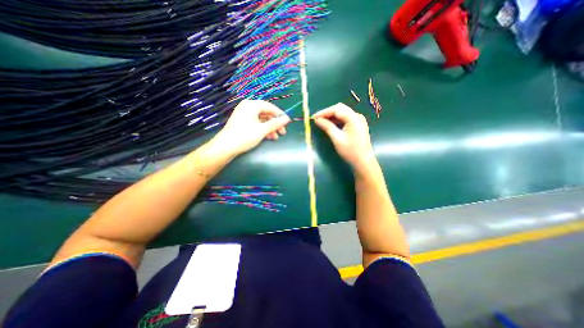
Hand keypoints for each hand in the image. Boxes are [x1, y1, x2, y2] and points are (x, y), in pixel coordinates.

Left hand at [210, 98, 291, 155]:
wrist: (226, 147)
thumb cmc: (245, 136)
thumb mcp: (262, 130)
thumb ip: (275, 123)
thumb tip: (287, 119)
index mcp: (251, 105)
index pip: (270, 107)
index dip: (280, 114)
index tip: (288, 122)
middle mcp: (248, 107)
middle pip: (266, 113)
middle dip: (275, 123)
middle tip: (283, 132)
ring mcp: (245, 115)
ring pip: (262, 120)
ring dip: (270, 128)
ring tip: (276, 137)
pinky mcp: (243, 123)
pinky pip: (256, 123)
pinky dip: (263, 129)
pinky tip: (269, 137)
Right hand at [313, 104, 375, 172]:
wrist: (363, 161)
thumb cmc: (350, 151)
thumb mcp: (337, 139)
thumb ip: (327, 127)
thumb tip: (317, 120)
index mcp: (353, 118)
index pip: (337, 109)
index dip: (324, 112)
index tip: (314, 117)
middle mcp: (357, 116)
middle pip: (340, 109)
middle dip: (327, 113)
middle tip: (317, 119)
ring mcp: (358, 120)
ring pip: (343, 113)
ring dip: (332, 117)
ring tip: (321, 122)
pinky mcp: (358, 125)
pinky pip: (345, 119)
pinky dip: (337, 120)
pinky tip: (330, 125)